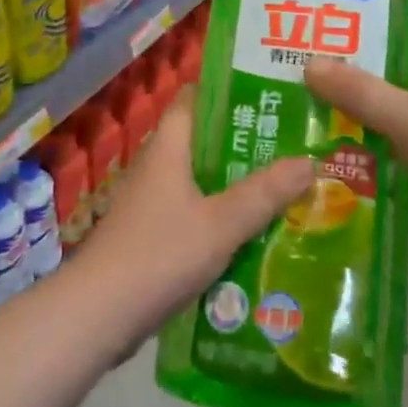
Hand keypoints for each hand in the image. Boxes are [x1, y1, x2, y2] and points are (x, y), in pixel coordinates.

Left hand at [70, 86, 312, 355]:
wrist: (97, 315)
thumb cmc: (158, 254)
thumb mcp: (221, 223)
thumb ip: (264, 194)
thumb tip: (310, 160)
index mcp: (168, 147)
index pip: (195, 99)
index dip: (228, 91)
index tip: (268, 94)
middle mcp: (157, 166)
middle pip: (203, 142)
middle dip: (244, 143)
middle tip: (290, 145)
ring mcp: (150, 202)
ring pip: (200, 181)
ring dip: (234, 184)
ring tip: (282, 187)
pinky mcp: (149, 236)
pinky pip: (192, 214)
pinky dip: (219, 217)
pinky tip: (250, 234)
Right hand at [305, 20, 407, 274]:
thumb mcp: (406, 117)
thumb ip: (359, 93)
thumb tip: (310, 65)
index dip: (391, 22)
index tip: (349, 22)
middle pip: (405, 81)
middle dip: (365, 80)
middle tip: (319, 79)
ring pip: (404, 128)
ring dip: (370, 130)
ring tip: (322, 128)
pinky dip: (384, 175)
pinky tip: (349, 180)